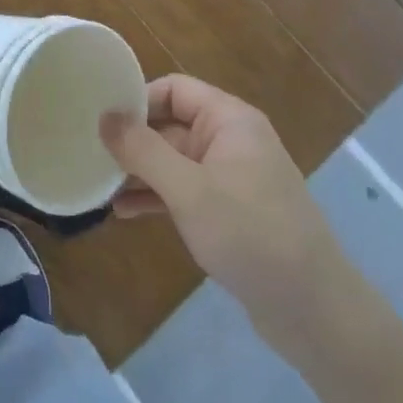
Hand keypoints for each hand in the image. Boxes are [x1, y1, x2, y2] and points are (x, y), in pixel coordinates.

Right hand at [101, 75, 346, 353]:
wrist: (315, 312)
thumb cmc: (251, 235)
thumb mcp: (189, 190)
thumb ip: (142, 150)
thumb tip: (104, 115)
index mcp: (229, 120)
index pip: (173, 89)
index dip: (136, 100)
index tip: (99, 121)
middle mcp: (230, 140)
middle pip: (169, 124)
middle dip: (131, 141)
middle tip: (88, 155)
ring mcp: (229, 177)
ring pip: (171, 160)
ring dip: (137, 172)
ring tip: (98, 186)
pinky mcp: (227, 210)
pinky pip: (181, 190)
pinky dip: (154, 196)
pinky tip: (123, 212)